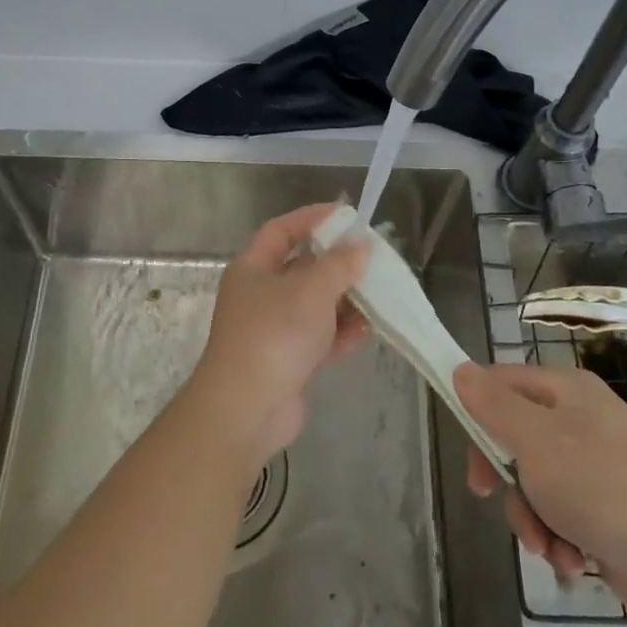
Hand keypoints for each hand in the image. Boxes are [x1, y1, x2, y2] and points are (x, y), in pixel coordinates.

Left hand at [184, 205, 369, 466]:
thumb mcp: (310, 290)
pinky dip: (342, 333)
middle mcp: (260, 295)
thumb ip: (339, 264)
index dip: (312, 218)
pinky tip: (368, 331)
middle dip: (337, 264)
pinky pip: (320, 338)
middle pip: (302, 268)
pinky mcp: (289, 362)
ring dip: (346, 301)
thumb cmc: (274, 335)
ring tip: (379, 296)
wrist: (247, 410)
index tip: (347, 215)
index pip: (282, 230)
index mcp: (253, 268)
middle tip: (373, 258)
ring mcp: (274, 330)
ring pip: (315, 305)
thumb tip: (361, 244)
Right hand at [453, 362, 626, 620]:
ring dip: (531, 517)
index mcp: (566, 390)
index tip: (469, 453)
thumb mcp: (536, 440)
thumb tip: (461, 370)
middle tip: (490, 498)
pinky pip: (560, 513)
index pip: (501, 383)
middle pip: (514, 437)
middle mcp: (580, 419)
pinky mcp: (606, 508)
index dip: (477, 414)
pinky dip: (558, 537)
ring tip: (549, 546)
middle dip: (506, 479)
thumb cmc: (602, 487)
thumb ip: (494, 405)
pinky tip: (572, 559)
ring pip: (533, 482)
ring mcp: (595, 465)